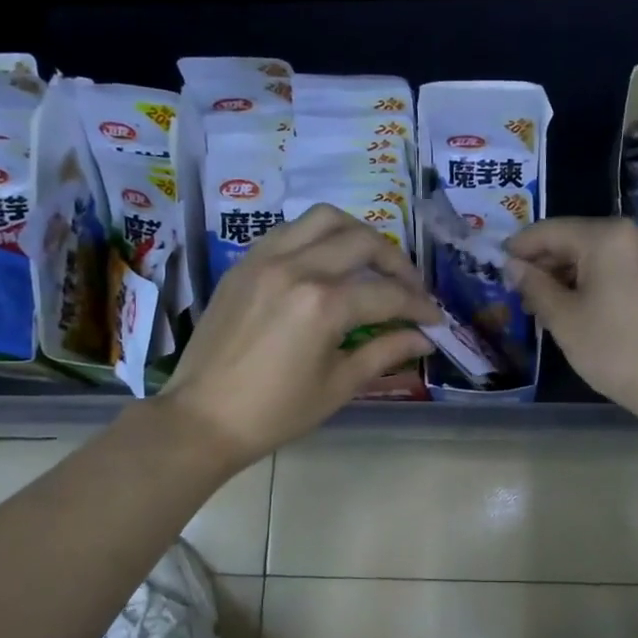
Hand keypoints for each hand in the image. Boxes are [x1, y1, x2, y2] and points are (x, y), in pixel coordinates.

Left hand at [160, 205, 439, 466]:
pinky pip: (290, 231)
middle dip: (396, 262)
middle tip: (409, 288)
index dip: (419, 306)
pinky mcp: (244, 264)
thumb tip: (423, 338)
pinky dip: (318, 238)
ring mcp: (265, 259)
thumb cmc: (275, 412)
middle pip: (362, 241)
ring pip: (324, 219)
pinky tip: (326, 264)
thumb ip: (385, 352)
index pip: (387, 293)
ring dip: (357, 234)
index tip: (434, 319)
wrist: (202, 418)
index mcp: (322, 304)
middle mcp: (296, 268)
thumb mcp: (338, 385)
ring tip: (371, 262)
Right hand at [504, 217, 637, 420]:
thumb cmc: (612, 348)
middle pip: (573, 239)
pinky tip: (570, 306)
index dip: (520, 249)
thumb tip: (512, 266)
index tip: (496, 268)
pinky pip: (612, 266)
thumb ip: (534, 285)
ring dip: (564, 275)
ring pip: (592, 254)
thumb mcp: (563, 317)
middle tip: (517, 294)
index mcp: (608, 236)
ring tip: (539, 306)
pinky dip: (588, 281)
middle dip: (543, 265)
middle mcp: (632, 233)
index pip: (550, 231)